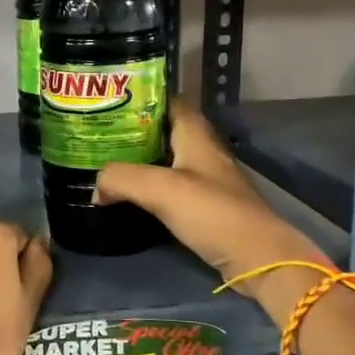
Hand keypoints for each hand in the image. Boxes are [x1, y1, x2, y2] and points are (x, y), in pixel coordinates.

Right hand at [95, 101, 328, 319]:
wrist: (257, 258)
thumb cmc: (213, 212)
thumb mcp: (160, 189)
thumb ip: (121, 178)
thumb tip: (97, 187)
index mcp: (196, 135)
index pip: (170, 100)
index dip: (142, 95)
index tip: (110, 100)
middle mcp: (202, 151)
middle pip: (164, 130)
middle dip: (133, 129)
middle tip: (99, 133)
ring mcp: (206, 179)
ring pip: (166, 159)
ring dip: (140, 159)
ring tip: (106, 161)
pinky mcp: (205, 206)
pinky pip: (170, 186)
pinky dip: (149, 186)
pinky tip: (129, 194)